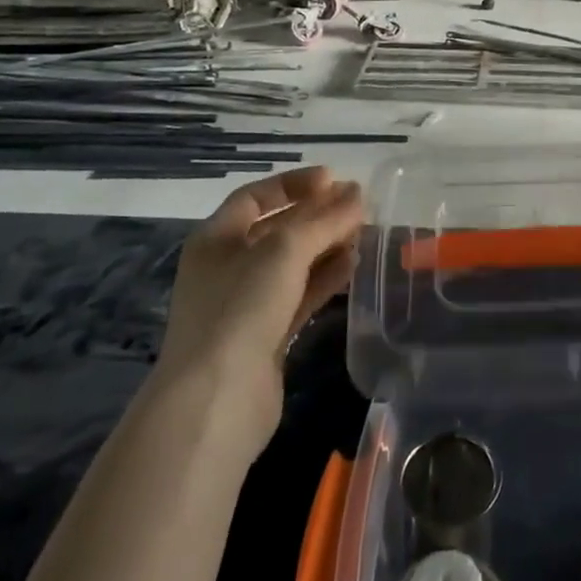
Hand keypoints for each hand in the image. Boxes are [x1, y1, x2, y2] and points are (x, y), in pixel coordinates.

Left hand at [151, 166, 366, 454]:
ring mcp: (245, 304)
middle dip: (317, 215)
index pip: (256, 197)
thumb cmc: (240, 308)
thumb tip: (357, 194)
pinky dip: (325, 279)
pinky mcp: (266, 336)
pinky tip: (353, 267)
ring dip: (326, 246)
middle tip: (358, 206)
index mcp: (216, 239)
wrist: (216, 401)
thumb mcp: (284, 250)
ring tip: (364, 233)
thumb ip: (324, 219)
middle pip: (277, 230)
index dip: (294, 184)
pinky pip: (300, 295)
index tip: (334, 179)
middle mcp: (227, 267)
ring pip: (292, 264)